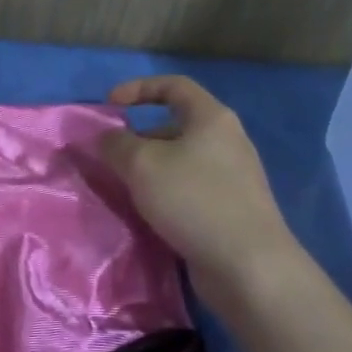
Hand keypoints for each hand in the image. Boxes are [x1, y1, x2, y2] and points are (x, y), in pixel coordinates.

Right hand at [100, 76, 302, 302]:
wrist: (248, 265)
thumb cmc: (193, 200)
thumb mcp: (141, 164)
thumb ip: (115, 144)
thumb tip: (103, 137)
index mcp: (212, 119)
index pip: (174, 85)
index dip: (138, 88)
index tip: (110, 104)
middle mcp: (227, 142)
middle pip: (175, 126)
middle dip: (138, 137)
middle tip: (111, 158)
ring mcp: (232, 177)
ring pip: (179, 161)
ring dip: (148, 169)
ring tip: (123, 188)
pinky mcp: (230, 209)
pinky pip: (188, 189)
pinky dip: (164, 193)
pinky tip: (148, 213)